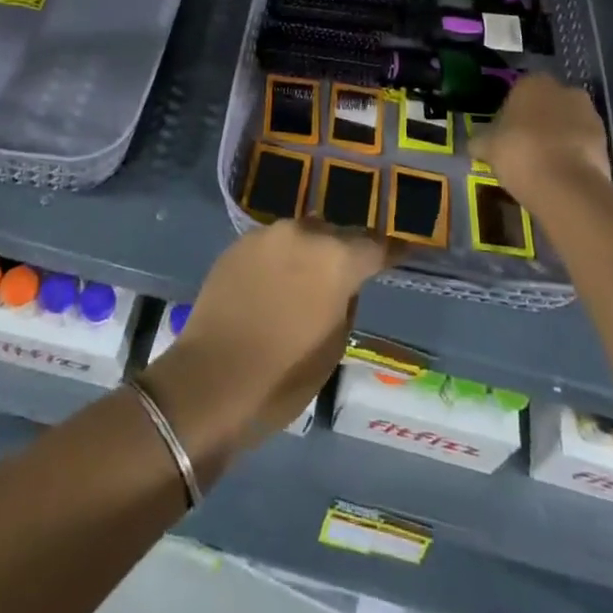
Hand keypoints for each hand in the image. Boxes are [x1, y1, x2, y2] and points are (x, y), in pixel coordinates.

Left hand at [141, 218, 402, 481]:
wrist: (211, 379)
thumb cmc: (283, 376)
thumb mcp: (333, 346)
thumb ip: (345, 301)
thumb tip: (341, 284)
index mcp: (336, 259)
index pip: (375, 246)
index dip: (390, 252)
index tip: (401, 252)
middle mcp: (303, 233)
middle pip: (334, 234)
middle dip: (342, 251)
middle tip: (345, 274)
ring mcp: (267, 234)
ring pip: (300, 236)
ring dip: (308, 253)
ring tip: (306, 279)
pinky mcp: (238, 243)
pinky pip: (271, 245)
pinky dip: (279, 260)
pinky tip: (274, 284)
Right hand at [475, 73, 610, 208]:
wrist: (566, 186)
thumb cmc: (519, 152)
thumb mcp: (487, 147)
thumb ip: (480, 141)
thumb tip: (475, 144)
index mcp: (533, 82)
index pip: (519, 90)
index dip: (512, 111)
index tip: (505, 132)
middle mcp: (565, 90)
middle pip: (547, 104)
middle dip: (539, 120)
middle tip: (524, 146)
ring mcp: (589, 115)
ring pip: (568, 123)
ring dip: (558, 137)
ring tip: (543, 164)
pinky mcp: (606, 141)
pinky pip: (583, 144)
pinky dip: (573, 154)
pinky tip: (560, 174)